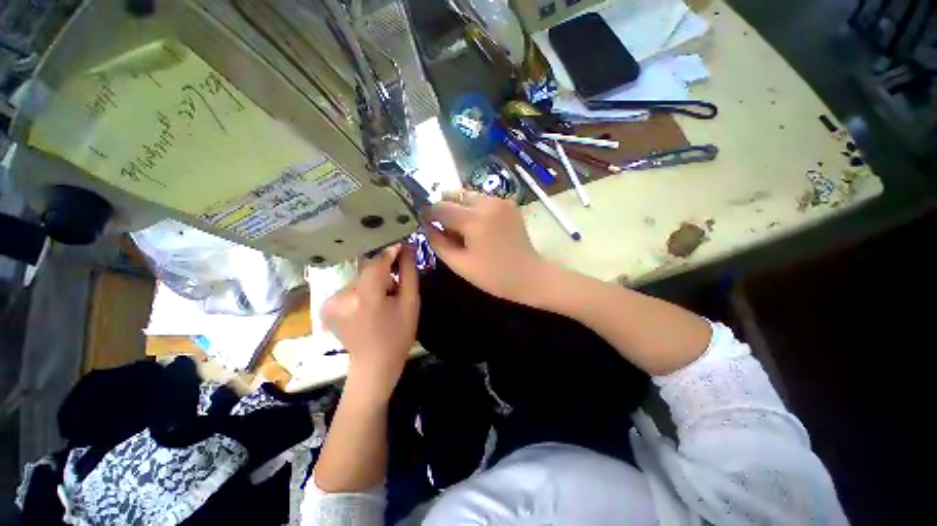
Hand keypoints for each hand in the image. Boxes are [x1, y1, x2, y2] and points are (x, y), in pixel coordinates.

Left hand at [322, 245, 419, 398]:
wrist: (374, 365)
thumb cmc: (398, 335)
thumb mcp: (411, 302)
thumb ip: (408, 272)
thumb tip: (406, 248)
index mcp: (365, 295)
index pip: (377, 262)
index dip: (391, 253)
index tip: (403, 247)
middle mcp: (343, 294)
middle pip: (368, 270)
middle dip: (384, 274)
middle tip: (396, 288)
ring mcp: (331, 301)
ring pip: (359, 278)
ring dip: (373, 283)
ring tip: (383, 300)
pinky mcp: (326, 305)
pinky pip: (350, 287)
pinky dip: (362, 291)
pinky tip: (369, 306)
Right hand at [423, 190, 550, 304]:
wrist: (529, 275)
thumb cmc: (493, 276)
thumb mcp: (460, 264)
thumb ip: (438, 242)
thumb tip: (426, 225)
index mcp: (474, 219)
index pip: (441, 207)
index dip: (428, 213)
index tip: (423, 222)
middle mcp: (488, 203)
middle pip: (454, 195)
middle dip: (445, 208)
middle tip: (445, 228)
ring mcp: (501, 201)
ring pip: (468, 195)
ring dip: (460, 208)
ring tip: (463, 229)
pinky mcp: (509, 203)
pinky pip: (483, 200)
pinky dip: (475, 209)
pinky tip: (479, 227)